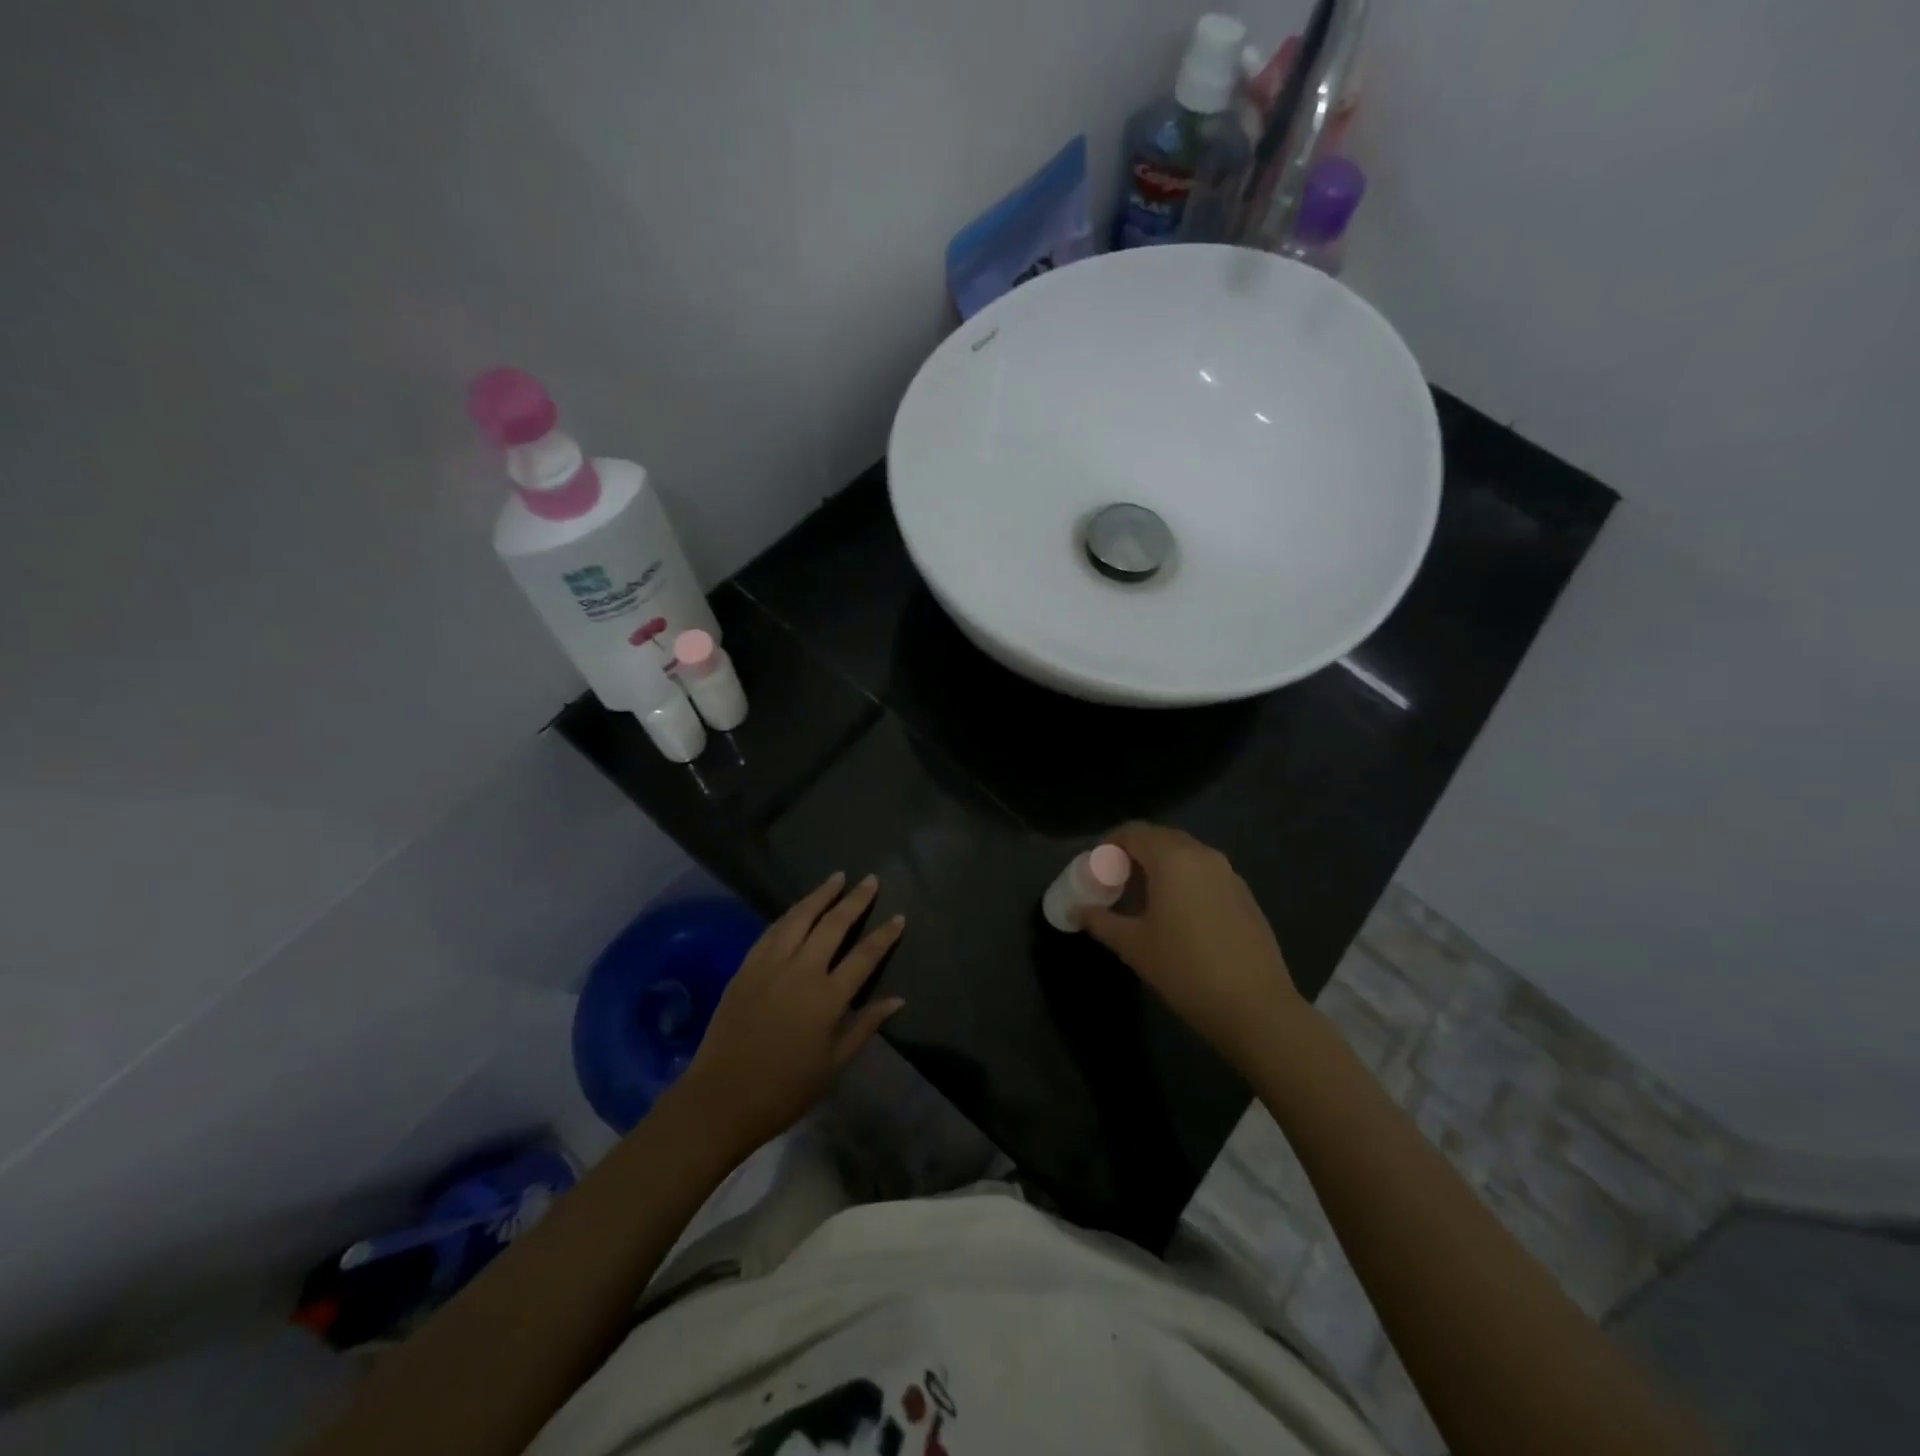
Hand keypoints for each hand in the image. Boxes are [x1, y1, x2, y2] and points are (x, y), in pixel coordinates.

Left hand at [675, 873, 904, 1155]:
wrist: (722, 1098)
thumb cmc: (786, 1089)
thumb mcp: (835, 1064)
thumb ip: (866, 1025)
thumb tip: (897, 999)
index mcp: (829, 997)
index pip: (865, 955)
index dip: (885, 934)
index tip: (898, 916)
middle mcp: (802, 971)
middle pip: (834, 924)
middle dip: (855, 900)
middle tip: (870, 880)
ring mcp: (771, 965)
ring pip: (800, 917)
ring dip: (820, 895)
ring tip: (836, 878)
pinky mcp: (747, 967)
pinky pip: (772, 930)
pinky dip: (790, 913)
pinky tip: (799, 907)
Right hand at [1083, 824, 1308, 1072]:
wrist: (1255, 1008)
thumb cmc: (1184, 969)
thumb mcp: (1133, 946)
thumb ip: (1101, 921)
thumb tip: (1078, 910)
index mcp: (1173, 859)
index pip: (1133, 832)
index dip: (1109, 844)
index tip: (1095, 867)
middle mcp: (1203, 856)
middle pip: (1161, 838)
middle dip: (1135, 853)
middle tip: (1115, 881)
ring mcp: (1230, 875)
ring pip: (1186, 855)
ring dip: (1161, 867)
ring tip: (1143, 899)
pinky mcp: (1246, 897)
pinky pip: (1206, 874)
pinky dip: (1184, 881)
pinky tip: (1177, 915)